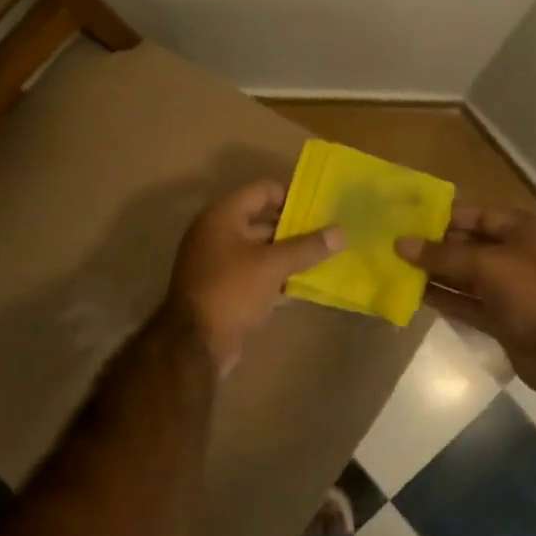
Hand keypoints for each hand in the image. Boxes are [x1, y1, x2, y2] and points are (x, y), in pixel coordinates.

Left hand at [169, 180, 344, 374]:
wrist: (195, 345)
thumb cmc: (232, 290)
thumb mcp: (273, 265)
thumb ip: (307, 247)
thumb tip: (341, 231)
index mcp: (223, 216)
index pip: (263, 190)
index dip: (292, 195)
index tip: (321, 207)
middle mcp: (217, 234)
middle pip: (262, 221)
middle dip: (294, 229)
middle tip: (328, 235)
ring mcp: (217, 263)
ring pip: (260, 251)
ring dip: (288, 256)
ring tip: (323, 259)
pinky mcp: (223, 290)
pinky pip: (255, 275)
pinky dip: (276, 278)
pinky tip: (302, 287)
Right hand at [398, 204, 535, 406]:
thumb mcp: (489, 265)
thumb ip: (443, 255)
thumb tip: (401, 243)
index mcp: (521, 230)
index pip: (474, 215)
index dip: (440, 216)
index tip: (404, 219)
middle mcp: (514, 254)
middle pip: (466, 245)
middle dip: (432, 246)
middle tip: (391, 245)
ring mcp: (508, 289)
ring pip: (463, 276)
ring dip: (433, 274)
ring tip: (394, 269)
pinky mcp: (500, 318)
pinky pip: (466, 303)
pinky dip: (444, 299)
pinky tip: (413, 296)